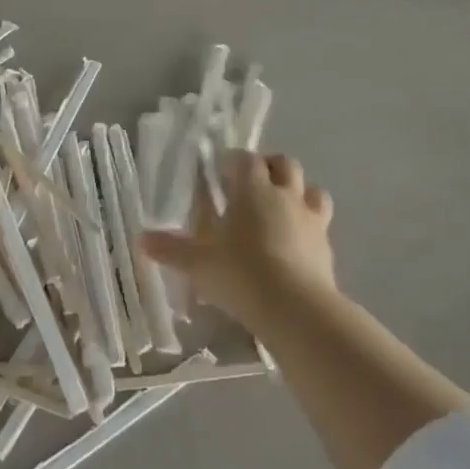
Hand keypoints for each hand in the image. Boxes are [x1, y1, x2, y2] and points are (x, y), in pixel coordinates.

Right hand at [141, 151, 335, 328]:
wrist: (296, 310)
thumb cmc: (241, 273)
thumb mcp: (198, 263)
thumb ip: (171, 249)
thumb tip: (141, 240)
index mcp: (252, 190)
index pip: (246, 158)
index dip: (233, 161)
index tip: (220, 171)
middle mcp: (285, 196)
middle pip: (285, 164)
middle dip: (270, 167)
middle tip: (252, 185)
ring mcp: (312, 220)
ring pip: (313, 190)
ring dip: (298, 193)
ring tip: (280, 209)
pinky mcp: (327, 247)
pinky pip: (321, 225)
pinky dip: (309, 227)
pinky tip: (294, 245)